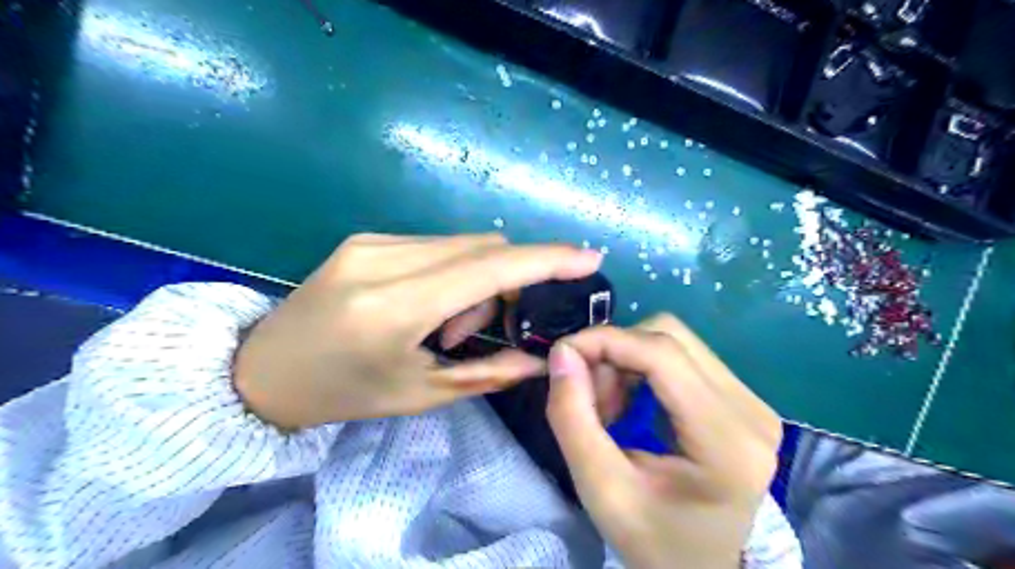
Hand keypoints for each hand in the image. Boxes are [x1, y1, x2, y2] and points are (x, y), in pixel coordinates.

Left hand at [234, 234, 600, 429]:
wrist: (262, 371)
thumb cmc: (343, 393)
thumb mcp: (419, 394)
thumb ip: (488, 372)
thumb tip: (540, 359)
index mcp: (394, 306)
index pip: (489, 269)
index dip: (546, 260)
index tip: (588, 257)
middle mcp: (384, 259)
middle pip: (482, 248)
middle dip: (507, 283)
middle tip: (486, 327)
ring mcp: (372, 241)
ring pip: (462, 244)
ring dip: (476, 280)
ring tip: (446, 325)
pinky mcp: (366, 238)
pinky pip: (436, 245)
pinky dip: (452, 271)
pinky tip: (428, 304)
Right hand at [544, 313, 778, 568]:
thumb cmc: (654, 542)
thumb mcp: (601, 490)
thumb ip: (573, 418)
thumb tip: (562, 353)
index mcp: (727, 441)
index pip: (663, 354)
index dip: (606, 340)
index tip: (562, 354)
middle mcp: (752, 410)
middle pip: (670, 337)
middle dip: (615, 352)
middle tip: (587, 394)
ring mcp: (753, 402)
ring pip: (675, 341)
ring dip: (628, 359)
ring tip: (609, 405)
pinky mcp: (743, 400)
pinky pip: (684, 357)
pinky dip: (643, 367)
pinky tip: (630, 401)